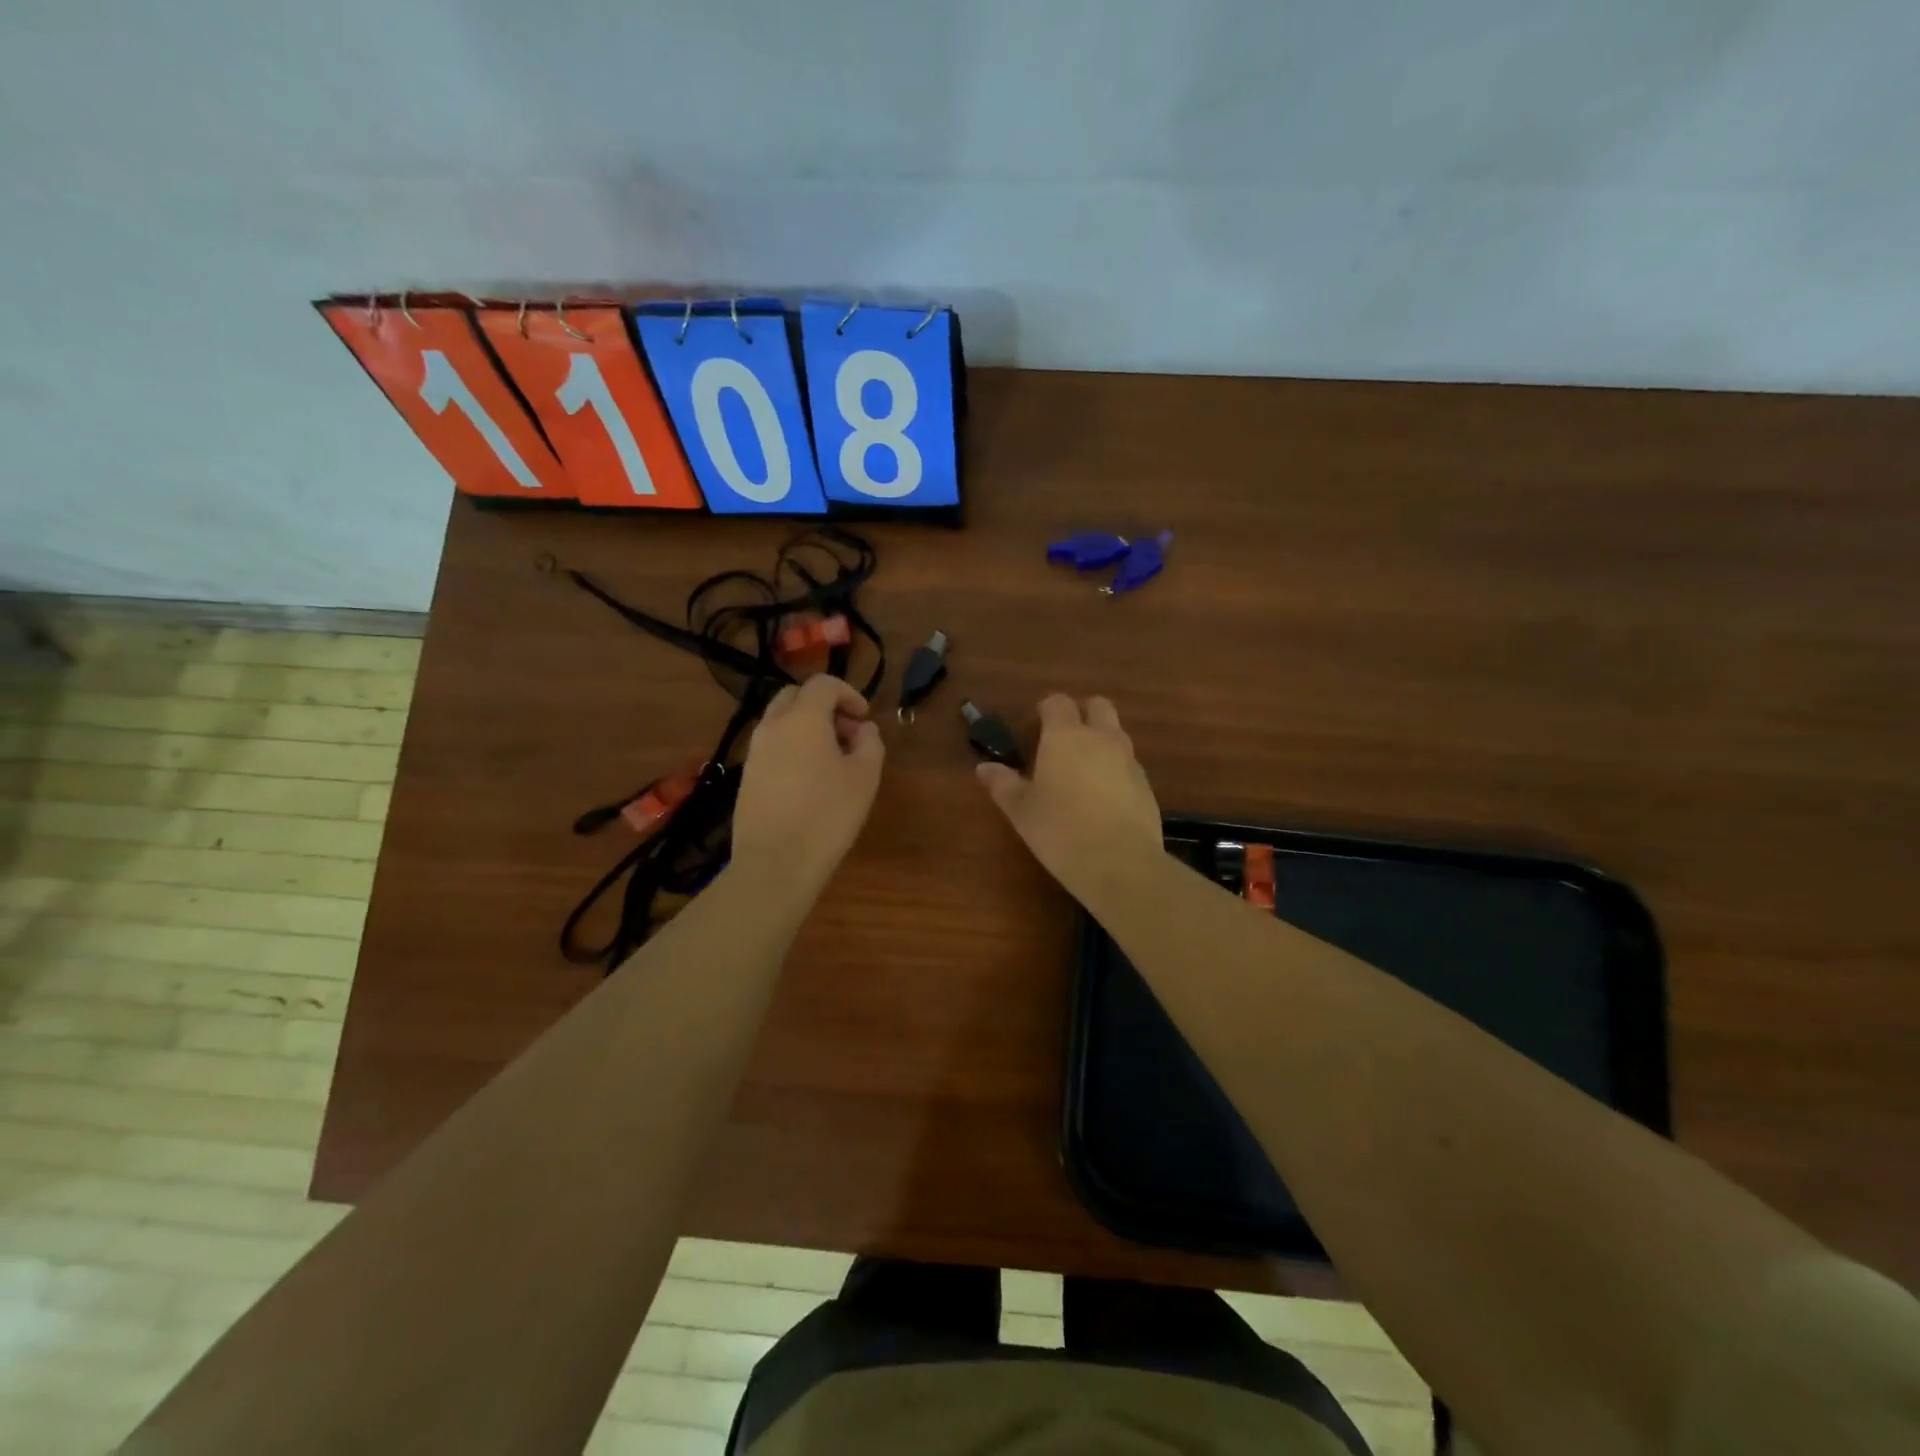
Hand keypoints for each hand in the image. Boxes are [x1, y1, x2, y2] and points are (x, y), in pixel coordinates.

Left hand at [733, 675, 884, 898]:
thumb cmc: (827, 815)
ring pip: (781, 721)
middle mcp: (772, 726)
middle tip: (847, 734)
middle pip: (796, 696)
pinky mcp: (747, 776)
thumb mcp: (865, 778)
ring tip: (831, 759)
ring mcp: (754, 751)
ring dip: (807, 727)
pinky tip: (809, 780)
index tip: (864, 718)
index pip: (823, 684)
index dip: (849, 694)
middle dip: (824, 706)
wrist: (775, 862)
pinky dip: (792, 747)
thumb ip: (870, 744)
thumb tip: (863, 730)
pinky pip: (772, 746)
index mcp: (803, 718)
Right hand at [976, 694, 1163, 906]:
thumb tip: (984, 768)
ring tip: (1083, 770)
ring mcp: (1129, 760)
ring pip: (1116, 733)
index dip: (1046, 709)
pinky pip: (1129, 763)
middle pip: (1098, 706)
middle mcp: (1101, 738)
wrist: (1120, 863)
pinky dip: (1116, 768)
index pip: (1058, 702)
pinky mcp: (1146, 784)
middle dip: (1082, 713)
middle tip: (1063, 740)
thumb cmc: (1060, 831)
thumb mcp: (1022, 811)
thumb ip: (1003, 784)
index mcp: (1065, 736)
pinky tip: (1104, 797)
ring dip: (1101, 740)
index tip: (1035, 726)